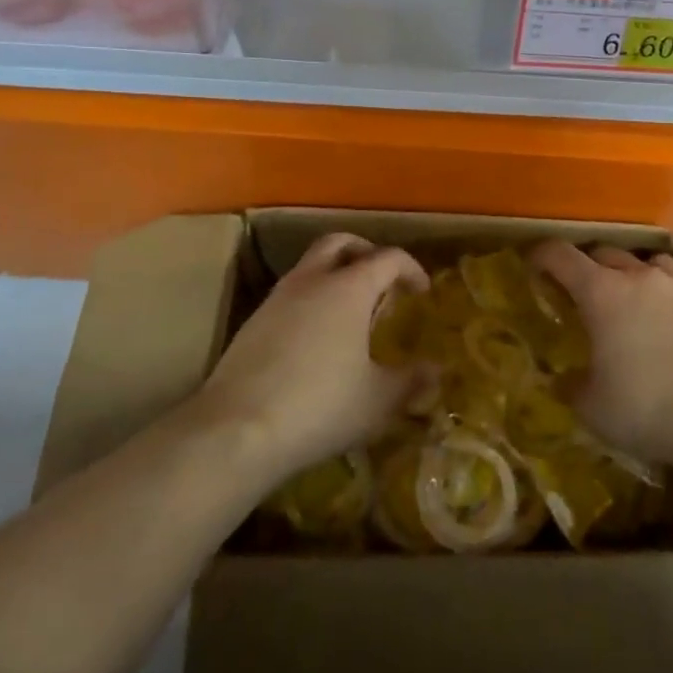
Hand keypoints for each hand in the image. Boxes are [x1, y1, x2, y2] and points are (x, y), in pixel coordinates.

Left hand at [196, 233, 427, 479]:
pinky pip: (290, 294)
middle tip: (382, 281)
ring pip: (310, 266)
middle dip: (365, 253)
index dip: (410, 269)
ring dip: (334, 275)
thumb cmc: (320, 406)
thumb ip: (411, 380)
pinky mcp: (253, 322)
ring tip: (351, 312)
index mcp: (349, 288)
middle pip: (340, 243)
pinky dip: (311, 300)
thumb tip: (436, 371)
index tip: (422, 291)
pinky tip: (317, 339)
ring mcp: (277, 298)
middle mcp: (312, 280)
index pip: (388, 258)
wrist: (237, 430)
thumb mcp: (378, 400)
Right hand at [532, 241, 672, 463]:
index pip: (561, 255)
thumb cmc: (643, 405)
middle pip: (602, 253)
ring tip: (621, 295)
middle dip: (584, 266)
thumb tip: (565, 380)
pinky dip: (657, 288)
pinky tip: (658, 313)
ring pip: (641, 261)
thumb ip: (573, 386)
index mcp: (600, 291)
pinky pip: (671, 281)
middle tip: (575, 290)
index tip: (531, 263)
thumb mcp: (591, 406)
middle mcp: (635, 277)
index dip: (542, 255)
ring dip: (625, 271)